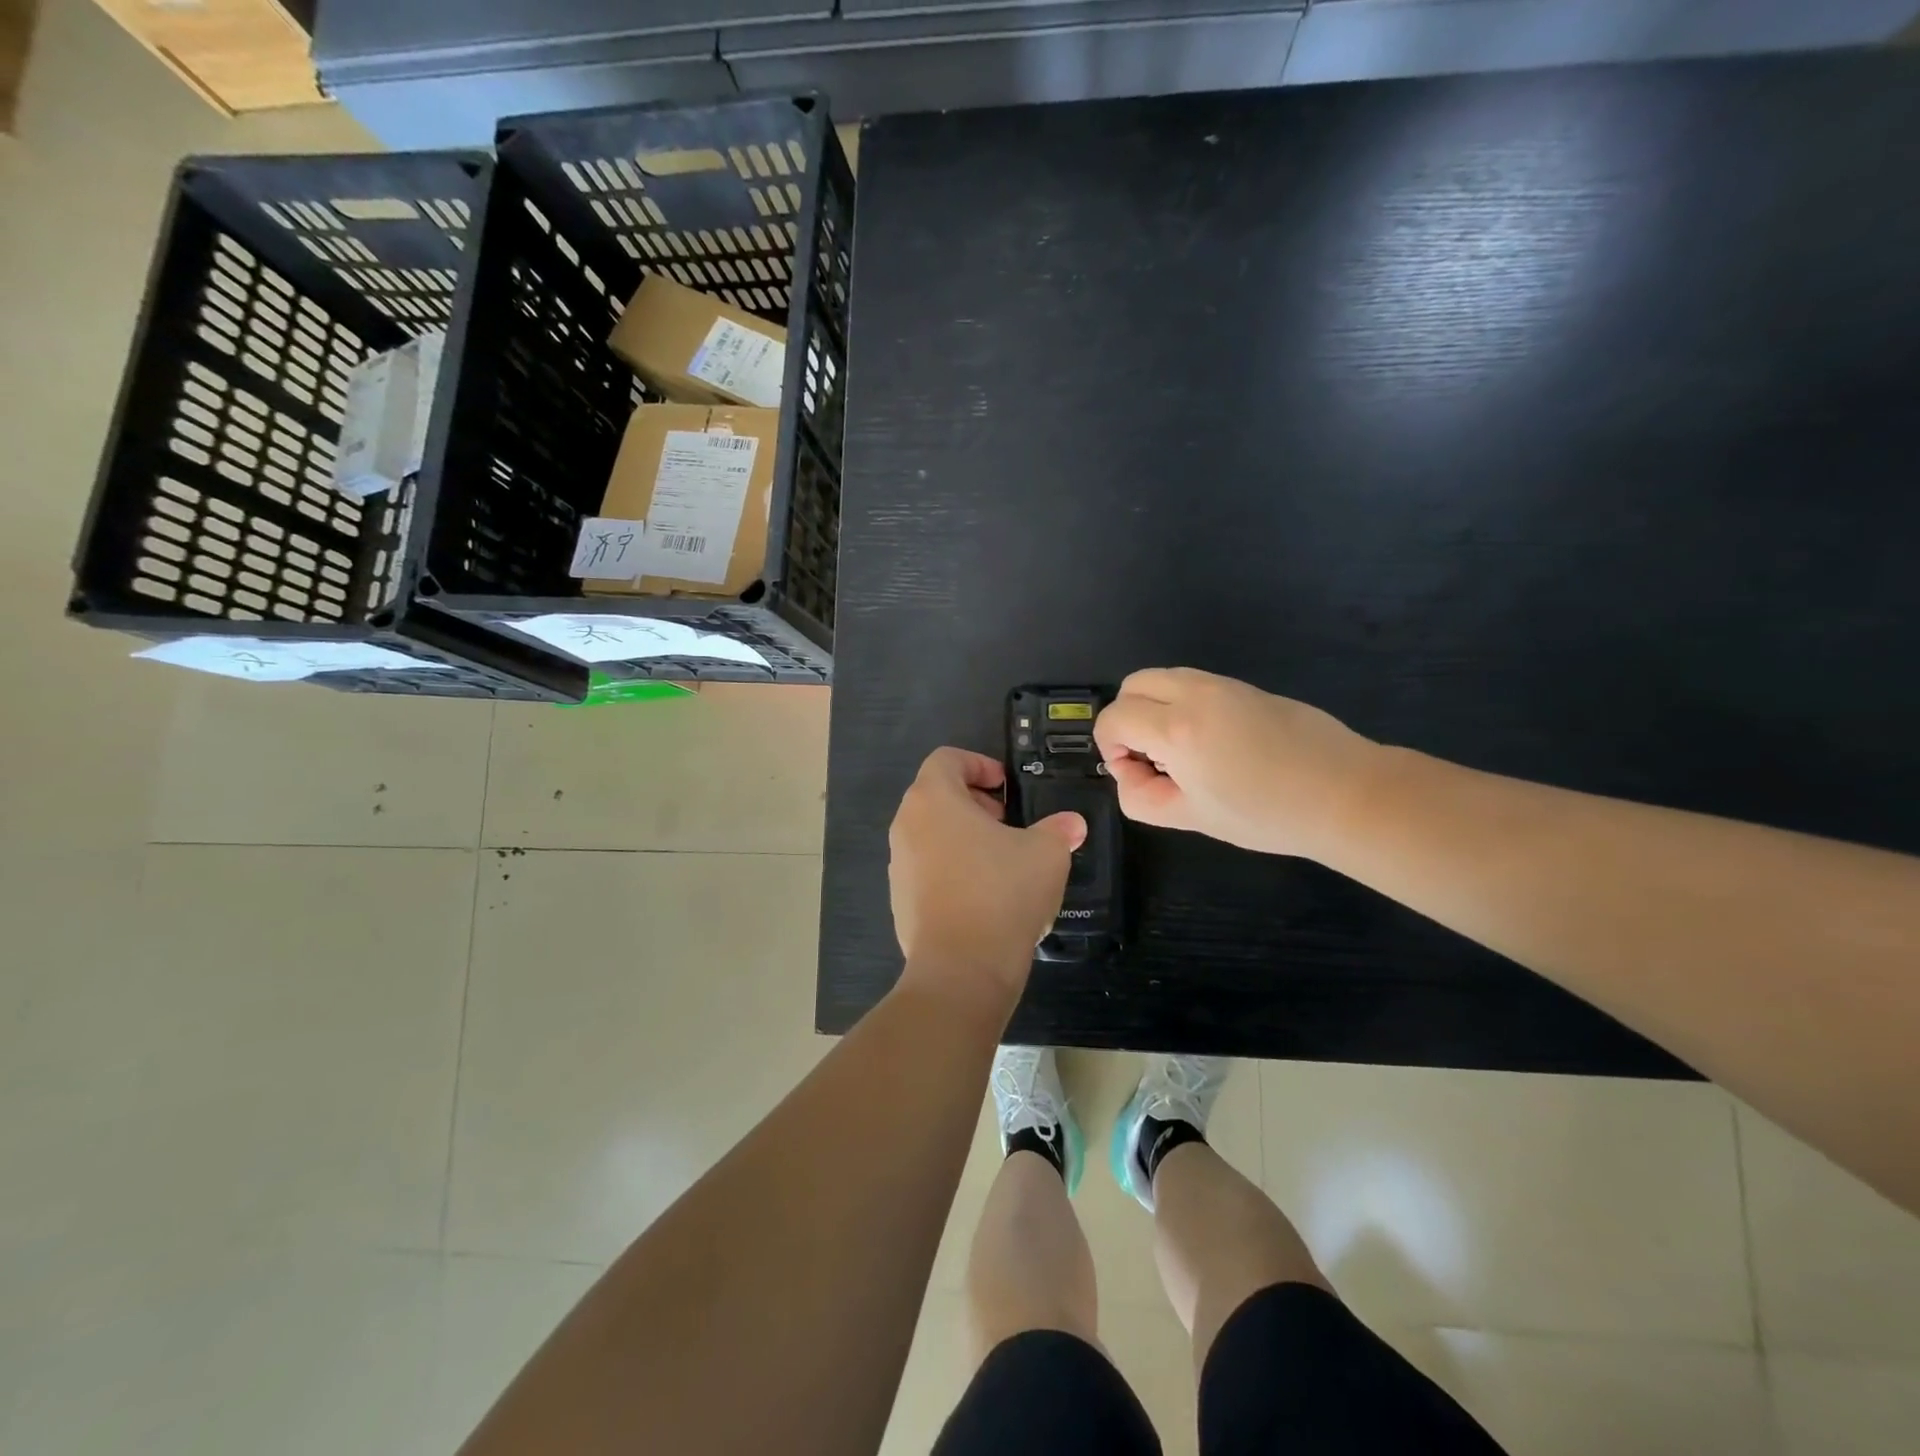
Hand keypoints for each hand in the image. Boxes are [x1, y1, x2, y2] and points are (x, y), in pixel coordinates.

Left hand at [889, 747, 1086, 1009]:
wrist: (961, 970)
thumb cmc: (1001, 893)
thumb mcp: (1046, 853)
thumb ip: (1058, 830)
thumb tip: (1071, 825)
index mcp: (933, 799)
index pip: (947, 759)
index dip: (979, 764)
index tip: (1007, 788)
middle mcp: (906, 825)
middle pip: (936, 796)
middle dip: (974, 803)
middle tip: (1008, 822)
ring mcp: (898, 865)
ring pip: (931, 834)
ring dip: (964, 837)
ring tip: (1002, 861)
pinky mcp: (900, 901)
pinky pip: (927, 870)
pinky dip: (953, 870)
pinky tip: (985, 897)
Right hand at [1093, 668, 1381, 858]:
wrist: (1344, 794)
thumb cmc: (1265, 814)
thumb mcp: (1191, 818)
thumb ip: (1141, 797)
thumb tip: (1129, 773)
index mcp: (1177, 729)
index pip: (1114, 717)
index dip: (1109, 747)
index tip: (1134, 773)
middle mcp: (1195, 694)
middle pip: (1133, 684)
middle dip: (1126, 717)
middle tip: (1149, 757)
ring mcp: (1224, 685)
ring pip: (1164, 677)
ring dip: (1154, 707)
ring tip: (1179, 750)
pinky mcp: (1247, 686)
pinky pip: (1195, 683)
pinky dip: (1182, 704)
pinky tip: (1210, 742)